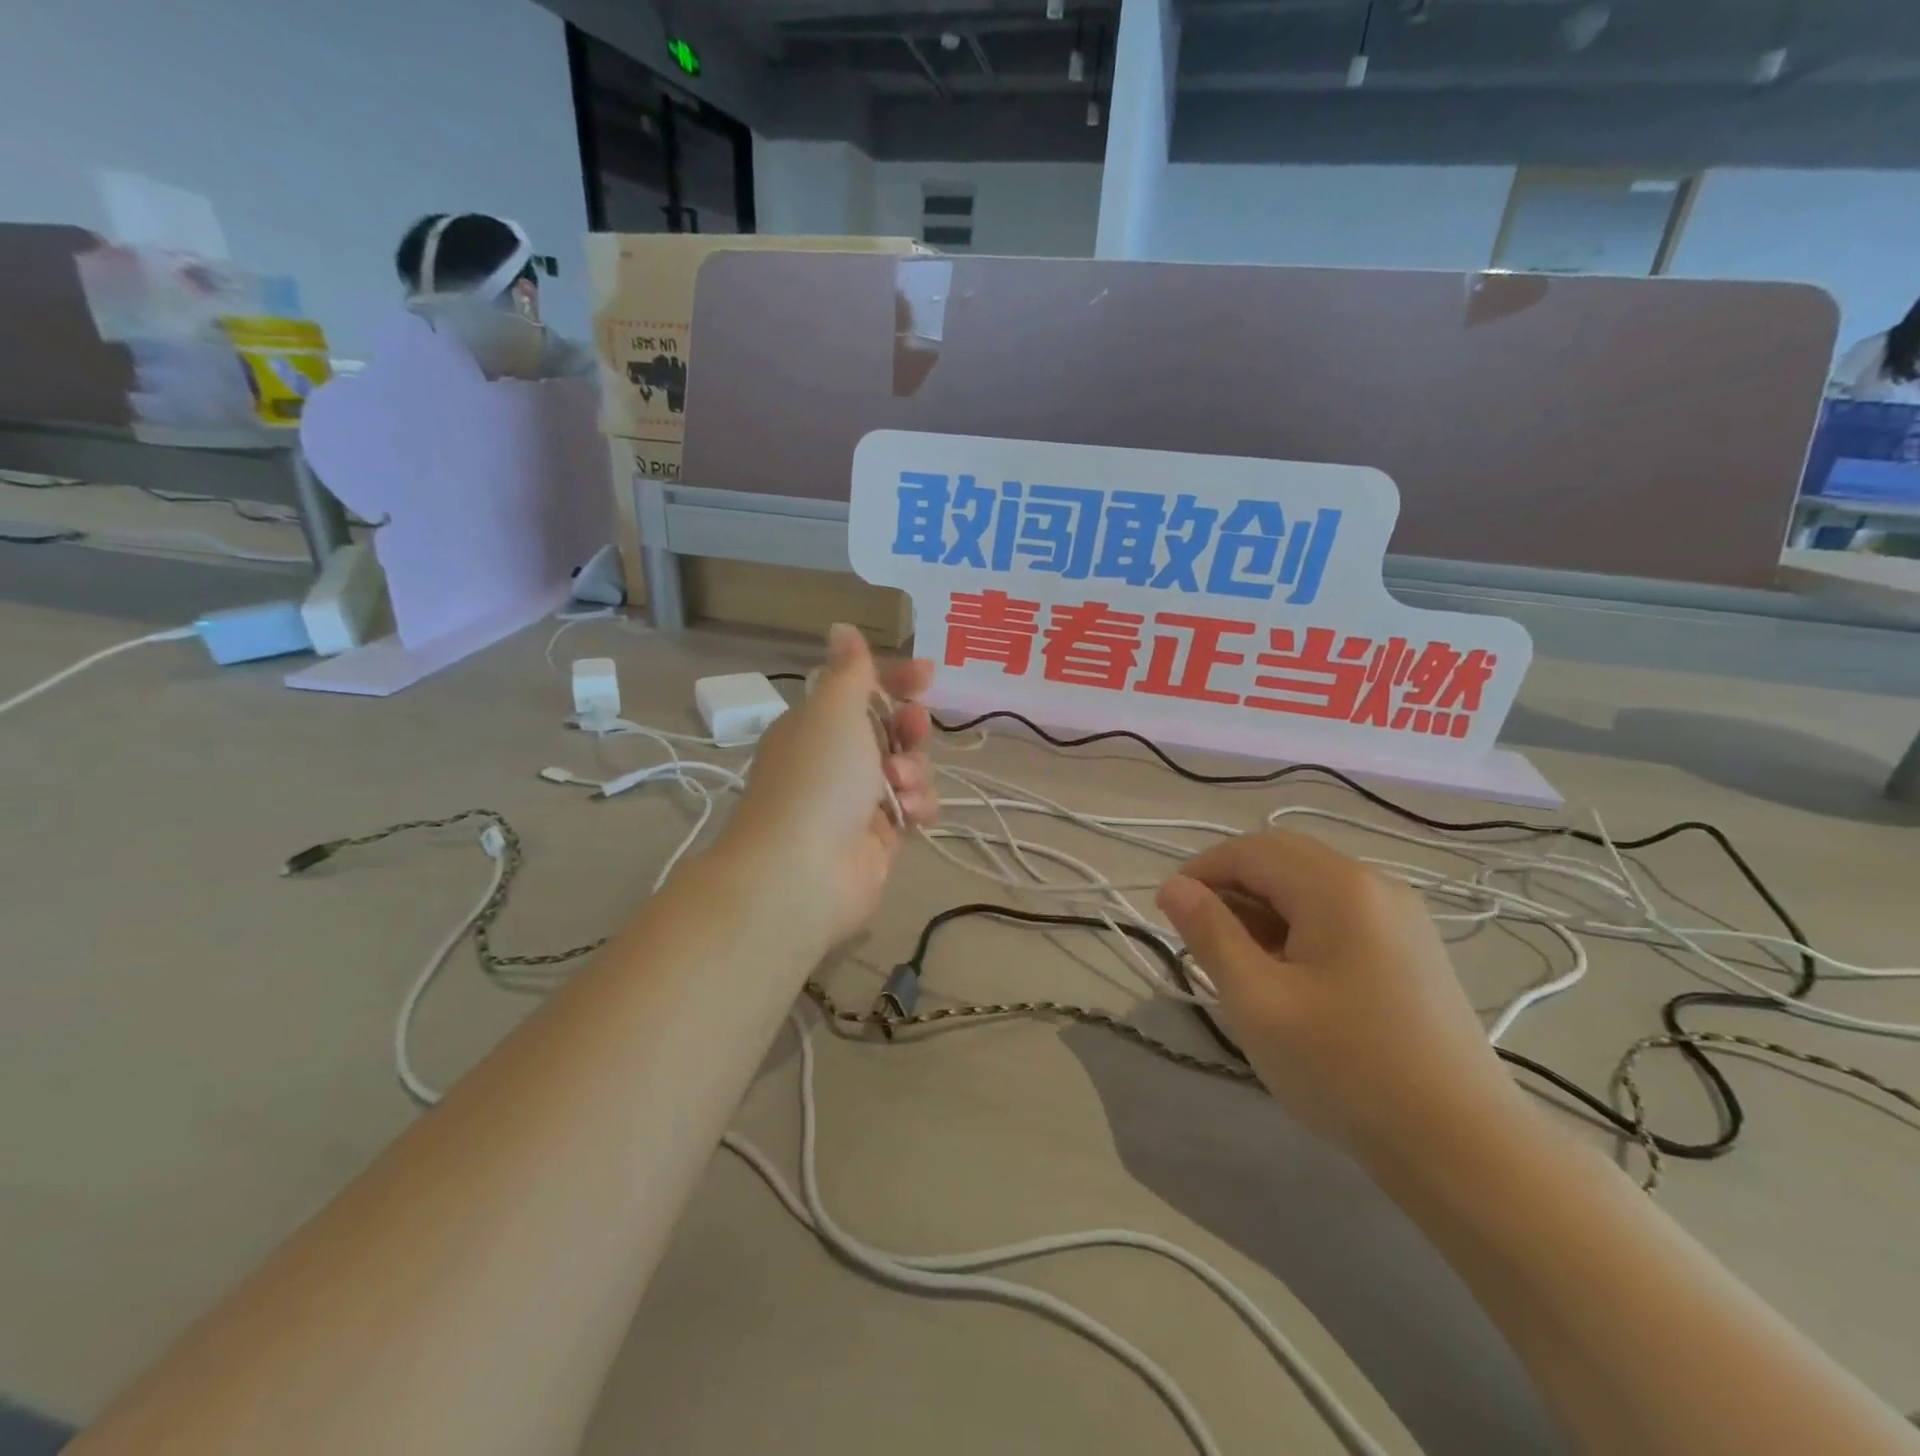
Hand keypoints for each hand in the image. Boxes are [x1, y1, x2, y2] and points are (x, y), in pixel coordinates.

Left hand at [720, 624, 935, 945]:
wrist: (802, 872)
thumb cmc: (818, 779)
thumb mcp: (834, 711)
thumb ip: (850, 671)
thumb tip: (842, 629)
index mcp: (816, 726)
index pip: (861, 691)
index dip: (895, 679)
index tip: (927, 673)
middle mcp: (834, 760)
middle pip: (890, 730)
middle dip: (909, 727)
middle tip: (912, 728)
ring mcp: (856, 801)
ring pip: (907, 769)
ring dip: (913, 771)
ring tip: (898, 787)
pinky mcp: (877, 837)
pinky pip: (912, 808)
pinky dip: (916, 806)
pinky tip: (908, 814)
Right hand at [1156, 831, 1526, 1167]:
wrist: (1464, 1148)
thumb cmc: (1346, 1069)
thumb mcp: (1258, 1001)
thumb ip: (1210, 934)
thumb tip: (1173, 886)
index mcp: (1338, 887)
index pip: (1251, 851)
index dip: (1201, 872)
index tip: (1168, 913)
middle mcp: (1375, 884)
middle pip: (1283, 857)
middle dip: (1232, 885)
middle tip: (1199, 934)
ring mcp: (1401, 915)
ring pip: (1311, 884)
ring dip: (1264, 906)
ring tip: (1239, 960)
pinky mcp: (1412, 947)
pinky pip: (1339, 911)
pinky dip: (1299, 925)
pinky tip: (1288, 972)